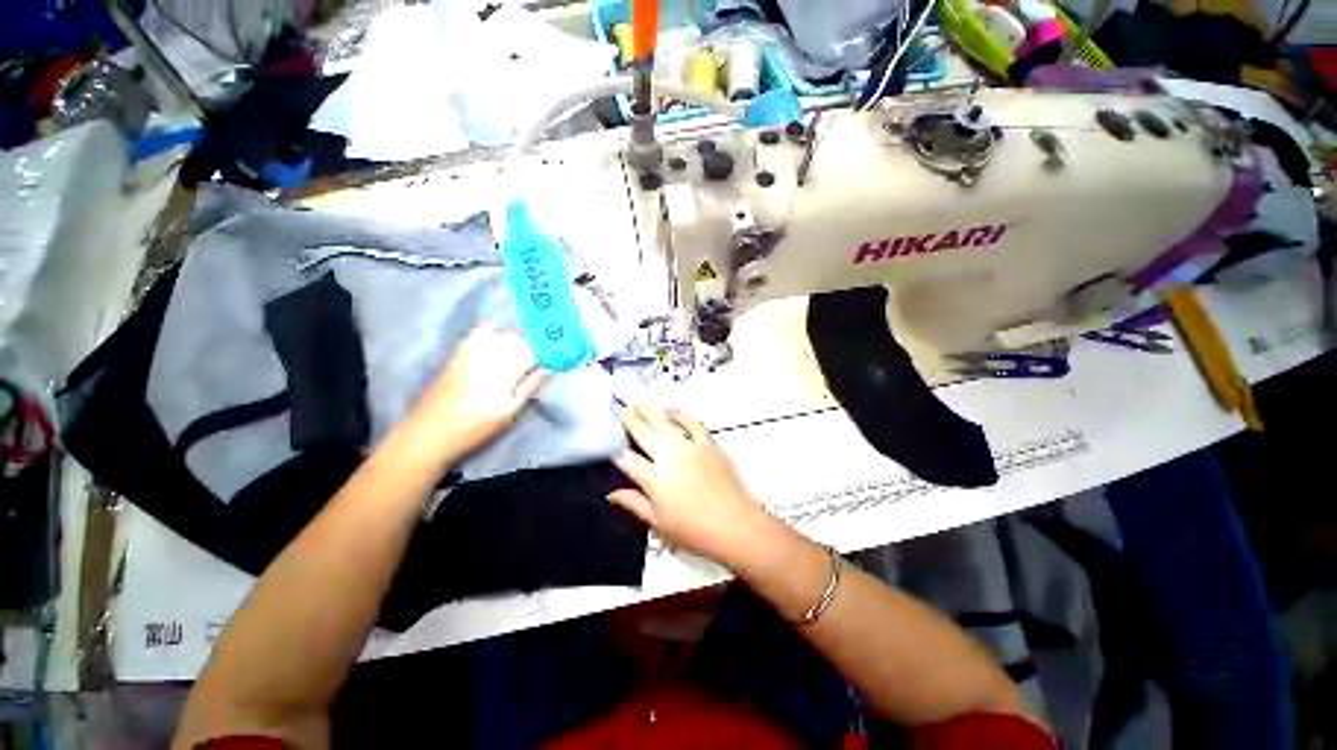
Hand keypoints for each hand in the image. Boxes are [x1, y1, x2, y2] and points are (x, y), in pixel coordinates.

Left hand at [412, 327, 550, 460]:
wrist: (429, 432)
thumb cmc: (475, 426)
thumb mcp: (511, 411)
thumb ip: (533, 384)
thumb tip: (552, 364)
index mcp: (505, 364)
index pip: (537, 346)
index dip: (554, 345)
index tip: (566, 346)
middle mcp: (489, 349)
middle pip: (523, 336)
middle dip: (540, 341)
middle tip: (552, 350)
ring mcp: (471, 347)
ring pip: (506, 332)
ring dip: (522, 338)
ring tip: (531, 351)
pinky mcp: (460, 350)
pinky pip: (486, 332)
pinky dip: (501, 334)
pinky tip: (505, 346)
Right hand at [609, 403, 773, 567]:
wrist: (734, 525)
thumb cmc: (693, 531)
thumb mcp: (658, 523)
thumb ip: (634, 504)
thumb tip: (611, 494)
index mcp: (653, 478)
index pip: (628, 459)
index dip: (616, 449)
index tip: (609, 440)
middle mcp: (668, 457)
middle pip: (643, 434)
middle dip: (630, 421)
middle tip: (621, 409)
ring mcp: (689, 447)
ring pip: (665, 424)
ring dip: (650, 411)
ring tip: (639, 401)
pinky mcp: (708, 444)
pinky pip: (692, 424)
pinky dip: (681, 416)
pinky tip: (671, 411)